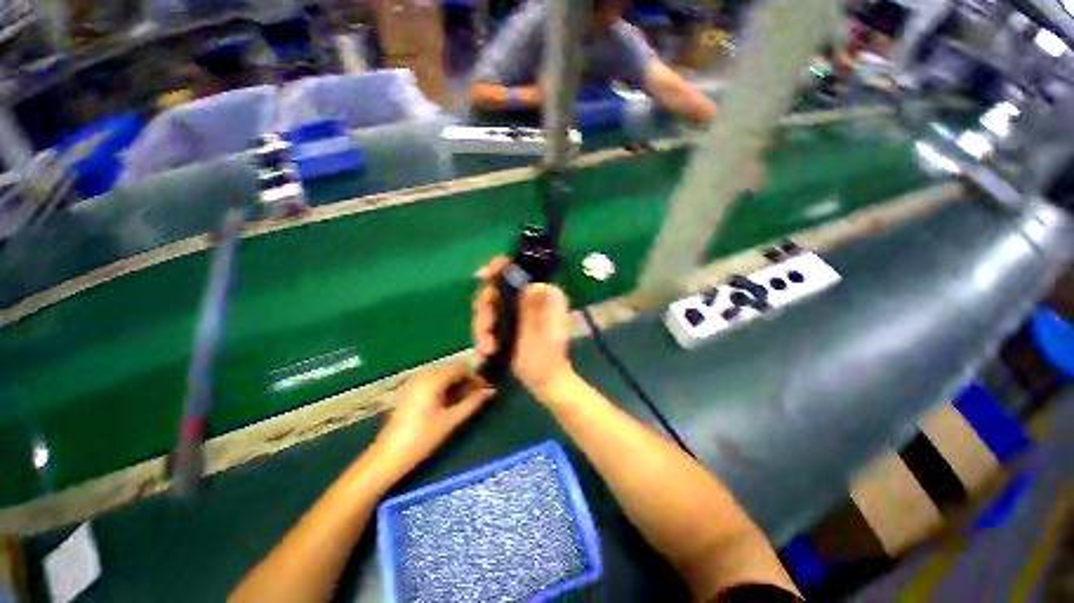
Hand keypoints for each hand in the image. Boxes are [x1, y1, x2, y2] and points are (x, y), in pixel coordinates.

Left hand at [375, 363, 493, 471]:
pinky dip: (445, 386)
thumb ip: (472, 403)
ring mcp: (414, 381)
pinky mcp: (410, 390)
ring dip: (456, 383)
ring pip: (443, 374)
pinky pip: (433, 380)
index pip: (461, 367)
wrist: (387, 457)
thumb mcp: (451, 420)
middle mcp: (423, 374)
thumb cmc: (422, 438)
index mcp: (433, 379)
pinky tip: (449, 402)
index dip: (476, 376)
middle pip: (452, 368)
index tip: (485, 390)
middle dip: (466, 380)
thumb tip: (490, 391)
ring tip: (465, 401)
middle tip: (477, 397)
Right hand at [472, 257, 574, 398]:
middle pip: (497, 288)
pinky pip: (489, 319)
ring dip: (483, 326)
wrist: (544, 382)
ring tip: (486, 347)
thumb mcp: (541, 334)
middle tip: (484, 329)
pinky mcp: (508, 322)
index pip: (521, 270)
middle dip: (486, 309)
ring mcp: (518, 310)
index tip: (484, 275)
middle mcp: (530, 297)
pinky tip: (486, 348)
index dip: (500, 269)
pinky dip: (484, 333)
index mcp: (544, 294)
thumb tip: (533, 284)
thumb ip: (535, 309)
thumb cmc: (546, 359)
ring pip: (489, 305)